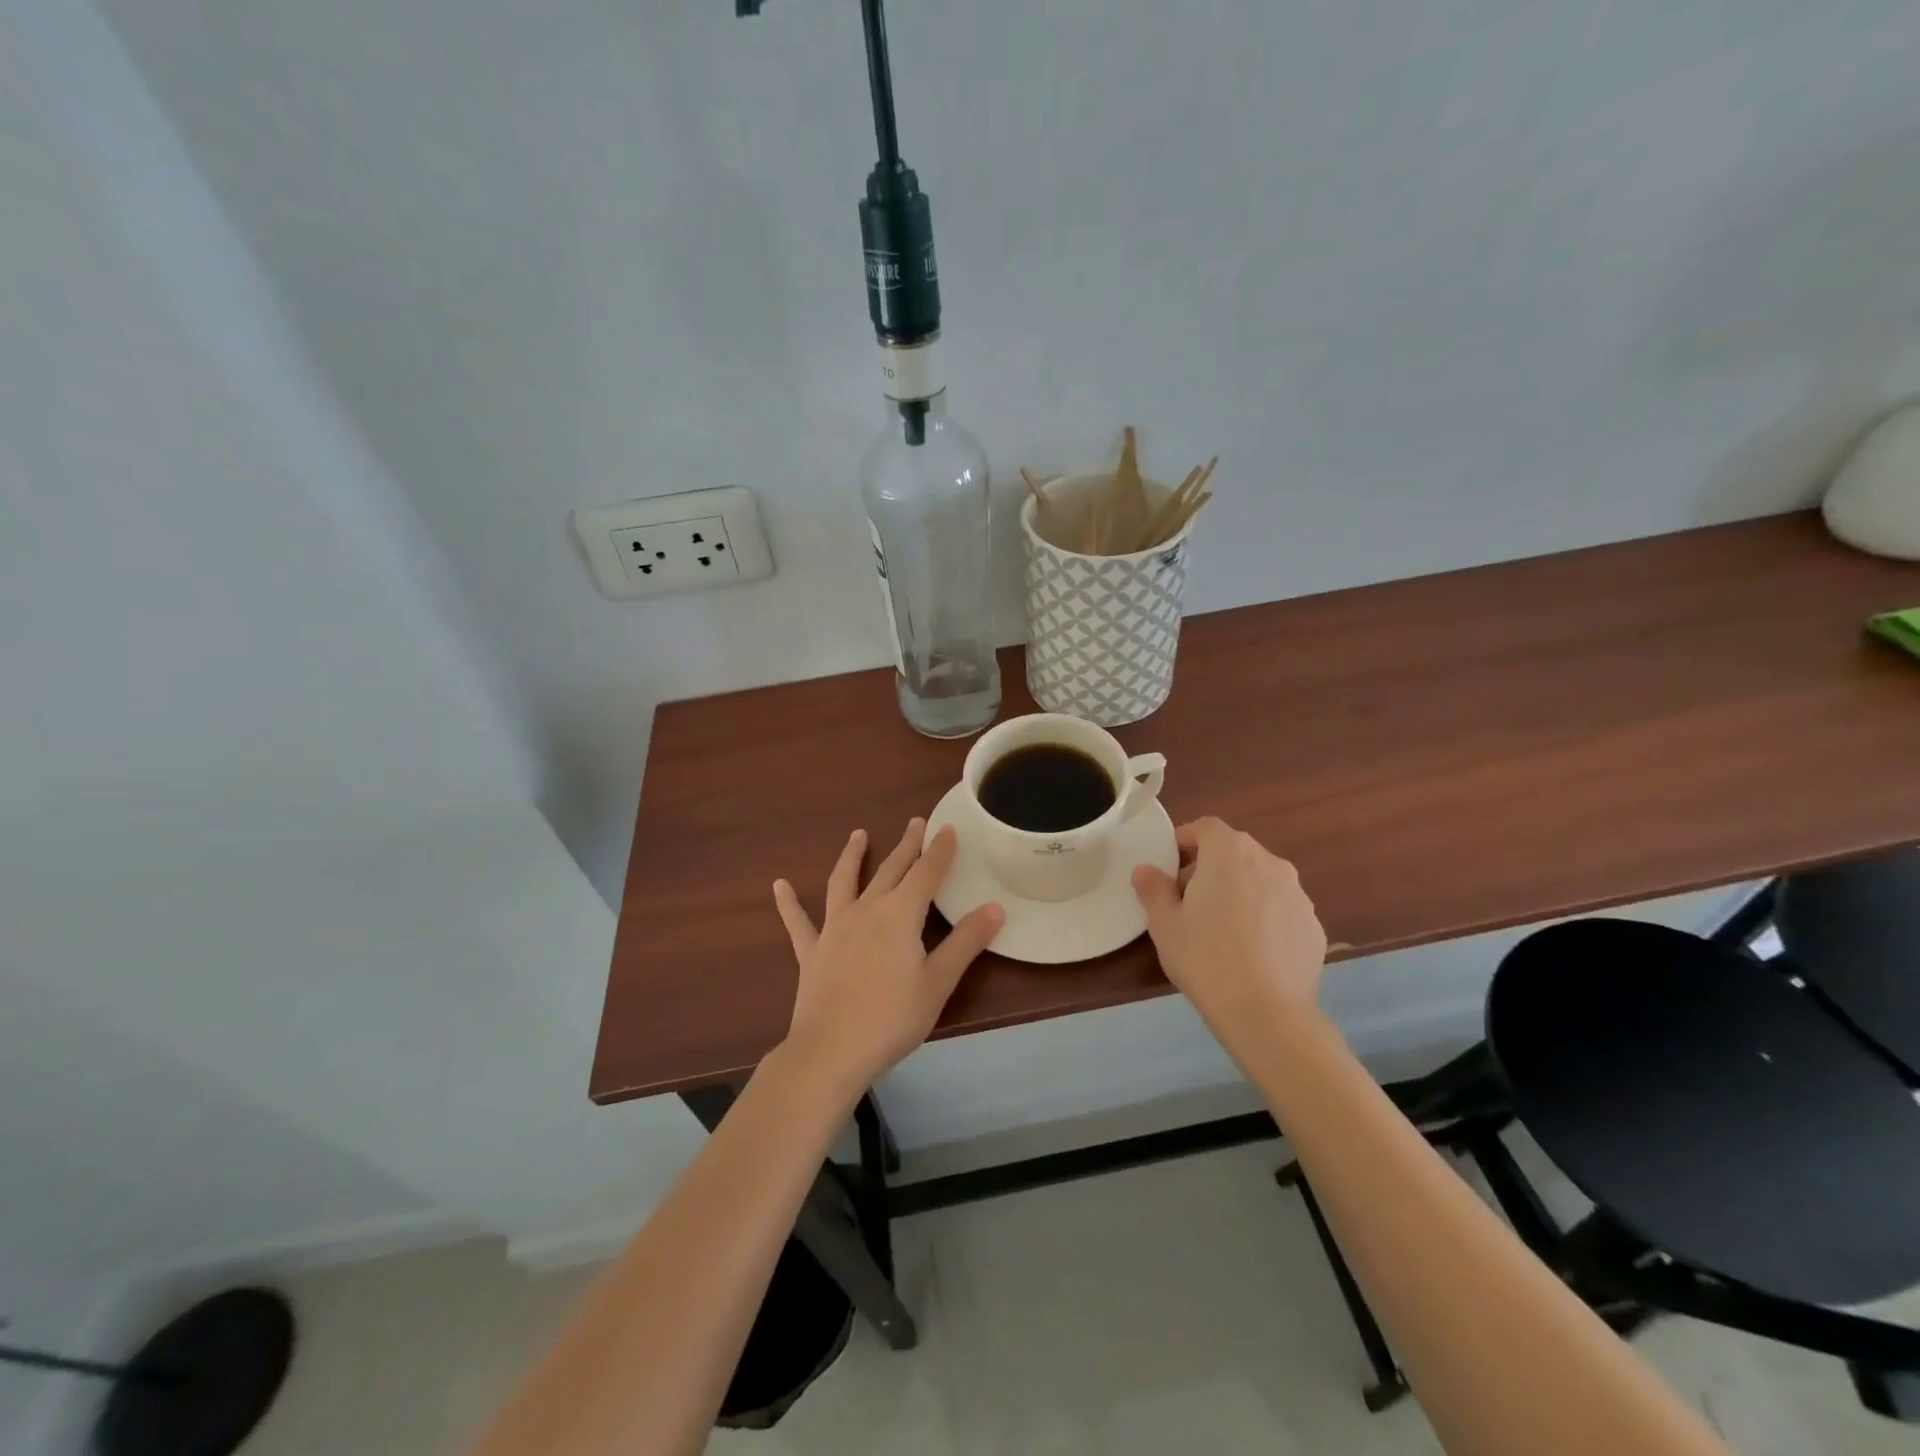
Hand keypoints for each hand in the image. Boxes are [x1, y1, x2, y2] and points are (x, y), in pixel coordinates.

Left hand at [773, 820, 1003, 1090]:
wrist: (831, 1051)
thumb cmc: (892, 1018)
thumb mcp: (938, 982)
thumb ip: (966, 942)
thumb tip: (995, 907)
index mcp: (900, 915)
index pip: (926, 873)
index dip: (939, 851)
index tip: (948, 828)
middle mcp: (866, 910)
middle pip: (890, 870)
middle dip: (906, 846)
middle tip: (916, 823)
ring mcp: (834, 928)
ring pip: (844, 882)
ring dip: (852, 857)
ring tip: (858, 835)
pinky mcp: (811, 951)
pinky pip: (798, 922)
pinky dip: (788, 902)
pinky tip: (779, 885)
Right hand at [1132, 817, 1327, 1038]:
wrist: (1266, 1013)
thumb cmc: (1205, 957)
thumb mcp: (1164, 923)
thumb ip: (1153, 889)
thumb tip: (1146, 870)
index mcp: (1229, 853)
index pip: (1205, 827)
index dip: (1185, 840)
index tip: (1170, 865)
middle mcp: (1270, 863)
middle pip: (1235, 852)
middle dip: (1211, 868)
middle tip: (1190, 901)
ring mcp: (1298, 895)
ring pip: (1261, 881)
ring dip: (1241, 892)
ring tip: (1223, 930)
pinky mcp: (1315, 927)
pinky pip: (1282, 910)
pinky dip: (1265, 919)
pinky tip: (1252, 953)